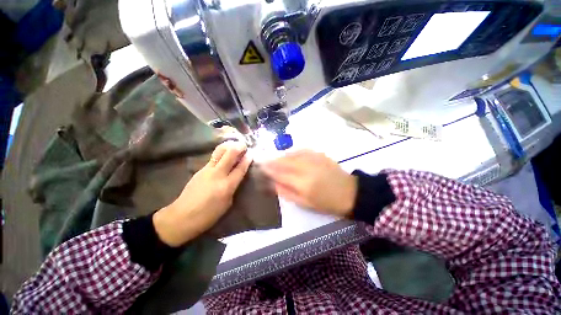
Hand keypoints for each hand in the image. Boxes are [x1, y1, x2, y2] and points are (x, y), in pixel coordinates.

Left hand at [153, 142, 251, 246]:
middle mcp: (218, 174)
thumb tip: (237, 177)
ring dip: (229, 146)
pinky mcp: (200, 169)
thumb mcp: (227, 203)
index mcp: (227, 185)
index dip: (247, 159)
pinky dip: (221, 153)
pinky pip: (213, 157)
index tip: (251, 153)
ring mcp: (207, 170)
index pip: (240, 168)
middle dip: (239, 147)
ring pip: (219, 151)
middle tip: (244, 146)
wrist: (182, 216)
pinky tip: (224, 156)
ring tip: (234, 146)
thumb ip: (233, 187)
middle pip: (230, 154)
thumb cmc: (208, 214)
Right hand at [262, 150, 356, 217]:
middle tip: (263, 160)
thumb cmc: (327, 203)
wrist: (350, 193)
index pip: (280, 174)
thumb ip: (287, 192)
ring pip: (292, 154)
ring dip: (281, 156)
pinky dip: (293, 152)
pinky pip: (302, 150)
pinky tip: (289, 154)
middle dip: (272, 160)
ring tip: (274, 158)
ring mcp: (313, 159)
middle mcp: (306, 168)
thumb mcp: (305, 203)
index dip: (269, 170)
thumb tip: (273, 184)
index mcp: (302, 183)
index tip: (260, 167)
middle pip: (284, 161)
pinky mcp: (319, 155)